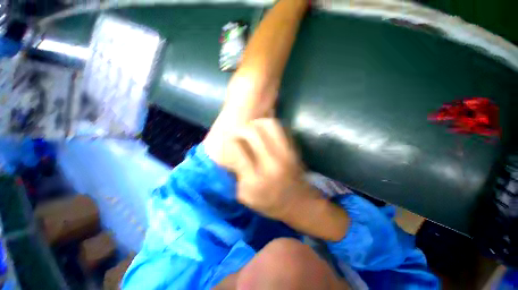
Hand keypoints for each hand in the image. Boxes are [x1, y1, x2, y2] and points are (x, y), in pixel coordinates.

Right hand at [218, 118, 314, 219]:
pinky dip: (269, 127)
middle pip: (252, 132)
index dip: (230, 142)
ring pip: (268, 125)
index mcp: (255, 179)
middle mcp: (271, 162)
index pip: (237, 149)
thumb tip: (231, 154)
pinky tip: (265, 134)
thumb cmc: (270, 203)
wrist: (300, 203)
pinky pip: (280, 129)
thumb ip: (236, 175)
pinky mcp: (293, 150)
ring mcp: (285, 154)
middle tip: (239, 134)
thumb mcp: (246, 197)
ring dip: (256, 124)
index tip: (228, 143)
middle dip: (241, 130)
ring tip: (252, 130)